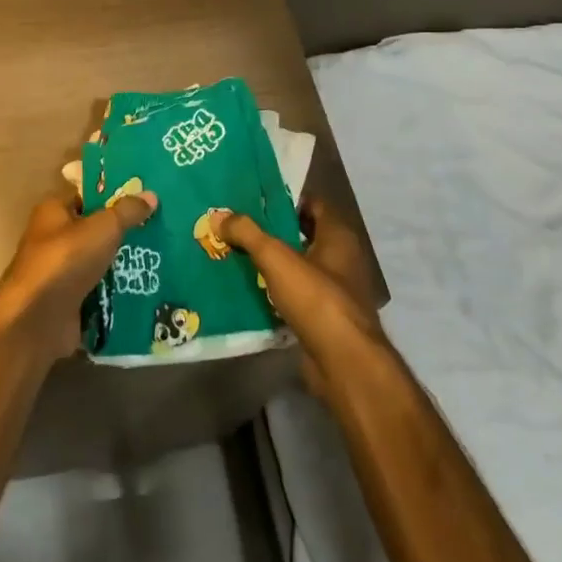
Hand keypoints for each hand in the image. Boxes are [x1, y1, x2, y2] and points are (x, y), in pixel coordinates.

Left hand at [0, 189, 158, 359]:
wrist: (37, 321)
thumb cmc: (65, 261)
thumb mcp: (102, 228)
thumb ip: (127, 211)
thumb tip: (151, 195)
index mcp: (54, 211)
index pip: (86, 194)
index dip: (114, 193)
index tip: (145, 196)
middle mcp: (55, 238)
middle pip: (96, 229)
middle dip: (125, 230)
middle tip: (161, 227)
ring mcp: (62, 272)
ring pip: (101, 261)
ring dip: (126, 262)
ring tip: (163, 256)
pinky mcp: (71, 301)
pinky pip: (101, 290)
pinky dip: (120, 290)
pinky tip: (149, 287)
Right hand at [210, 200, 385, 400]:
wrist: (343, 363)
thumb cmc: (317, 299)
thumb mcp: (277, 259)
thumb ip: (248, 234)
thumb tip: (218, 216)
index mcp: (338, 236)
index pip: (313, 204)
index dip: (285, 198)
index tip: (254, 198)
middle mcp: (341, 259)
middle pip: (303, 235)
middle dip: (272, 231)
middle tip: (237, 225)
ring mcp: (334, 291)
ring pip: (297, 267)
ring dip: (272, 263)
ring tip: (235, 254)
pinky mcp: (324, 318)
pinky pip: (295, 295)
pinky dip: (275, 291)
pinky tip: (248, 290)